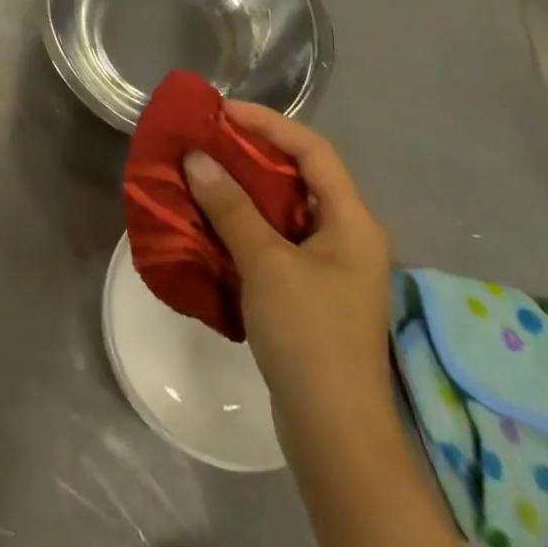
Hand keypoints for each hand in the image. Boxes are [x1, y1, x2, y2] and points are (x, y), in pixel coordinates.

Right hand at [184, 100, 392, 443]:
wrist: (335, 434)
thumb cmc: (309, 336)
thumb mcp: (266, 263)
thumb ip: (230, 207)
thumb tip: (196, 158)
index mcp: (351, 221)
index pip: (313, 150)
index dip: (268, 123)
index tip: (222, 112)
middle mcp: (347, 235)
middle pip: (300, 175)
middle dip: (251, 153)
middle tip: (206, 139)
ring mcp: (330, 266)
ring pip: (284, 208)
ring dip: (243, 188)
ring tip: (201, 172)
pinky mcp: (310, 291)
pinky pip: (275, 238)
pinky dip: (244, 222)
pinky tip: (211, 221)